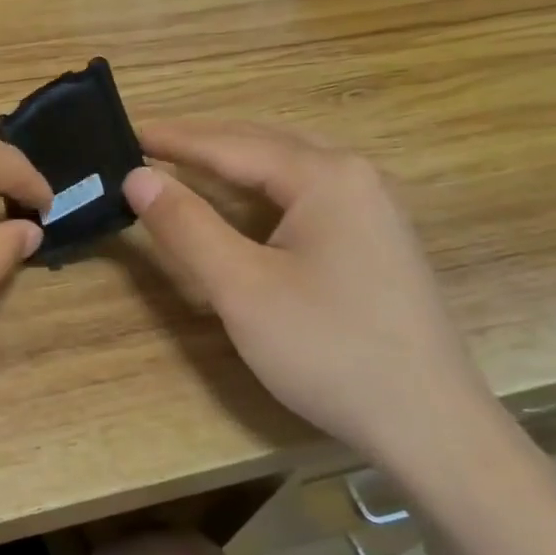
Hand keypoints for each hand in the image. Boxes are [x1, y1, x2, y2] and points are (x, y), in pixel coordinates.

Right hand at [123, 119, 490, 476]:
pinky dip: (261, 189)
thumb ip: (186, 226)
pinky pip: (305, 195)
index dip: (174, 139)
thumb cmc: (327, 349)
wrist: (428, 423)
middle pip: (263, 144)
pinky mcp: (375, 240)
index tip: (127, 131)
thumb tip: (137, 177)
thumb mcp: (241, 287)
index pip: (231, 144)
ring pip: (287, 169)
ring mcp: (373, 208)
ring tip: (184, 164)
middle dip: (203, 142)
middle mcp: (355, 177)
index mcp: (325, 176)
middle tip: (148, 144)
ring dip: (233, 163)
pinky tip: (243, 203)